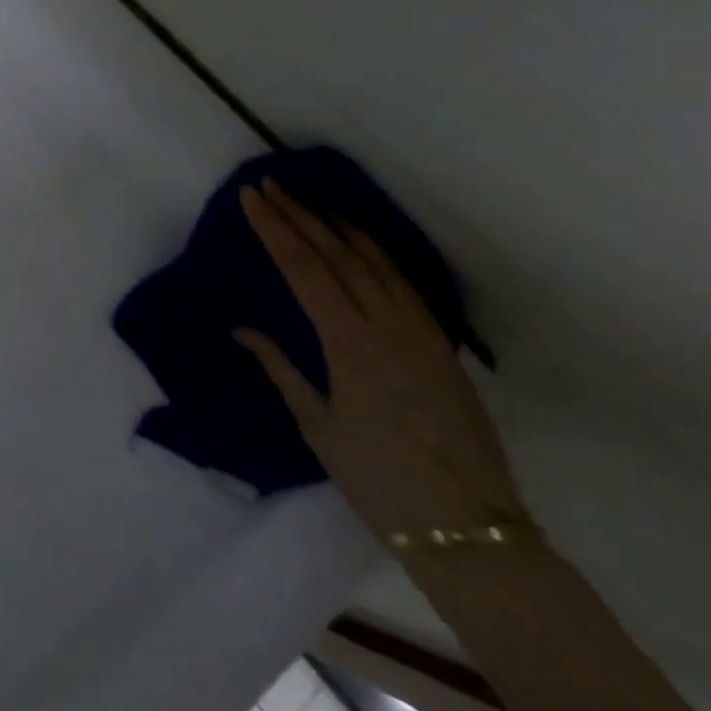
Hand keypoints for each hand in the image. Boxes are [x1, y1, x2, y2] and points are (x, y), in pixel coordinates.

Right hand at [233, 179, 527, 540]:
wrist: (467, 525)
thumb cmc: (378, 479)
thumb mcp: (317, 426)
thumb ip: (281, 368)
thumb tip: (243, 330)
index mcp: (350, 344)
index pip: (304, 269)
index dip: (275, 229)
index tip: (251, 198)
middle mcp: (386, 325)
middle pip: (336, 254)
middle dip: (298, 216)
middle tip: (269, 186)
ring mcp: (419, 330)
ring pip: (373, 260)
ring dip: (336, 225)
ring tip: (307, 201)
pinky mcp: (440, 343)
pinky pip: (402, 281)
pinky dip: (375, 251)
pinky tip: (359, 241)